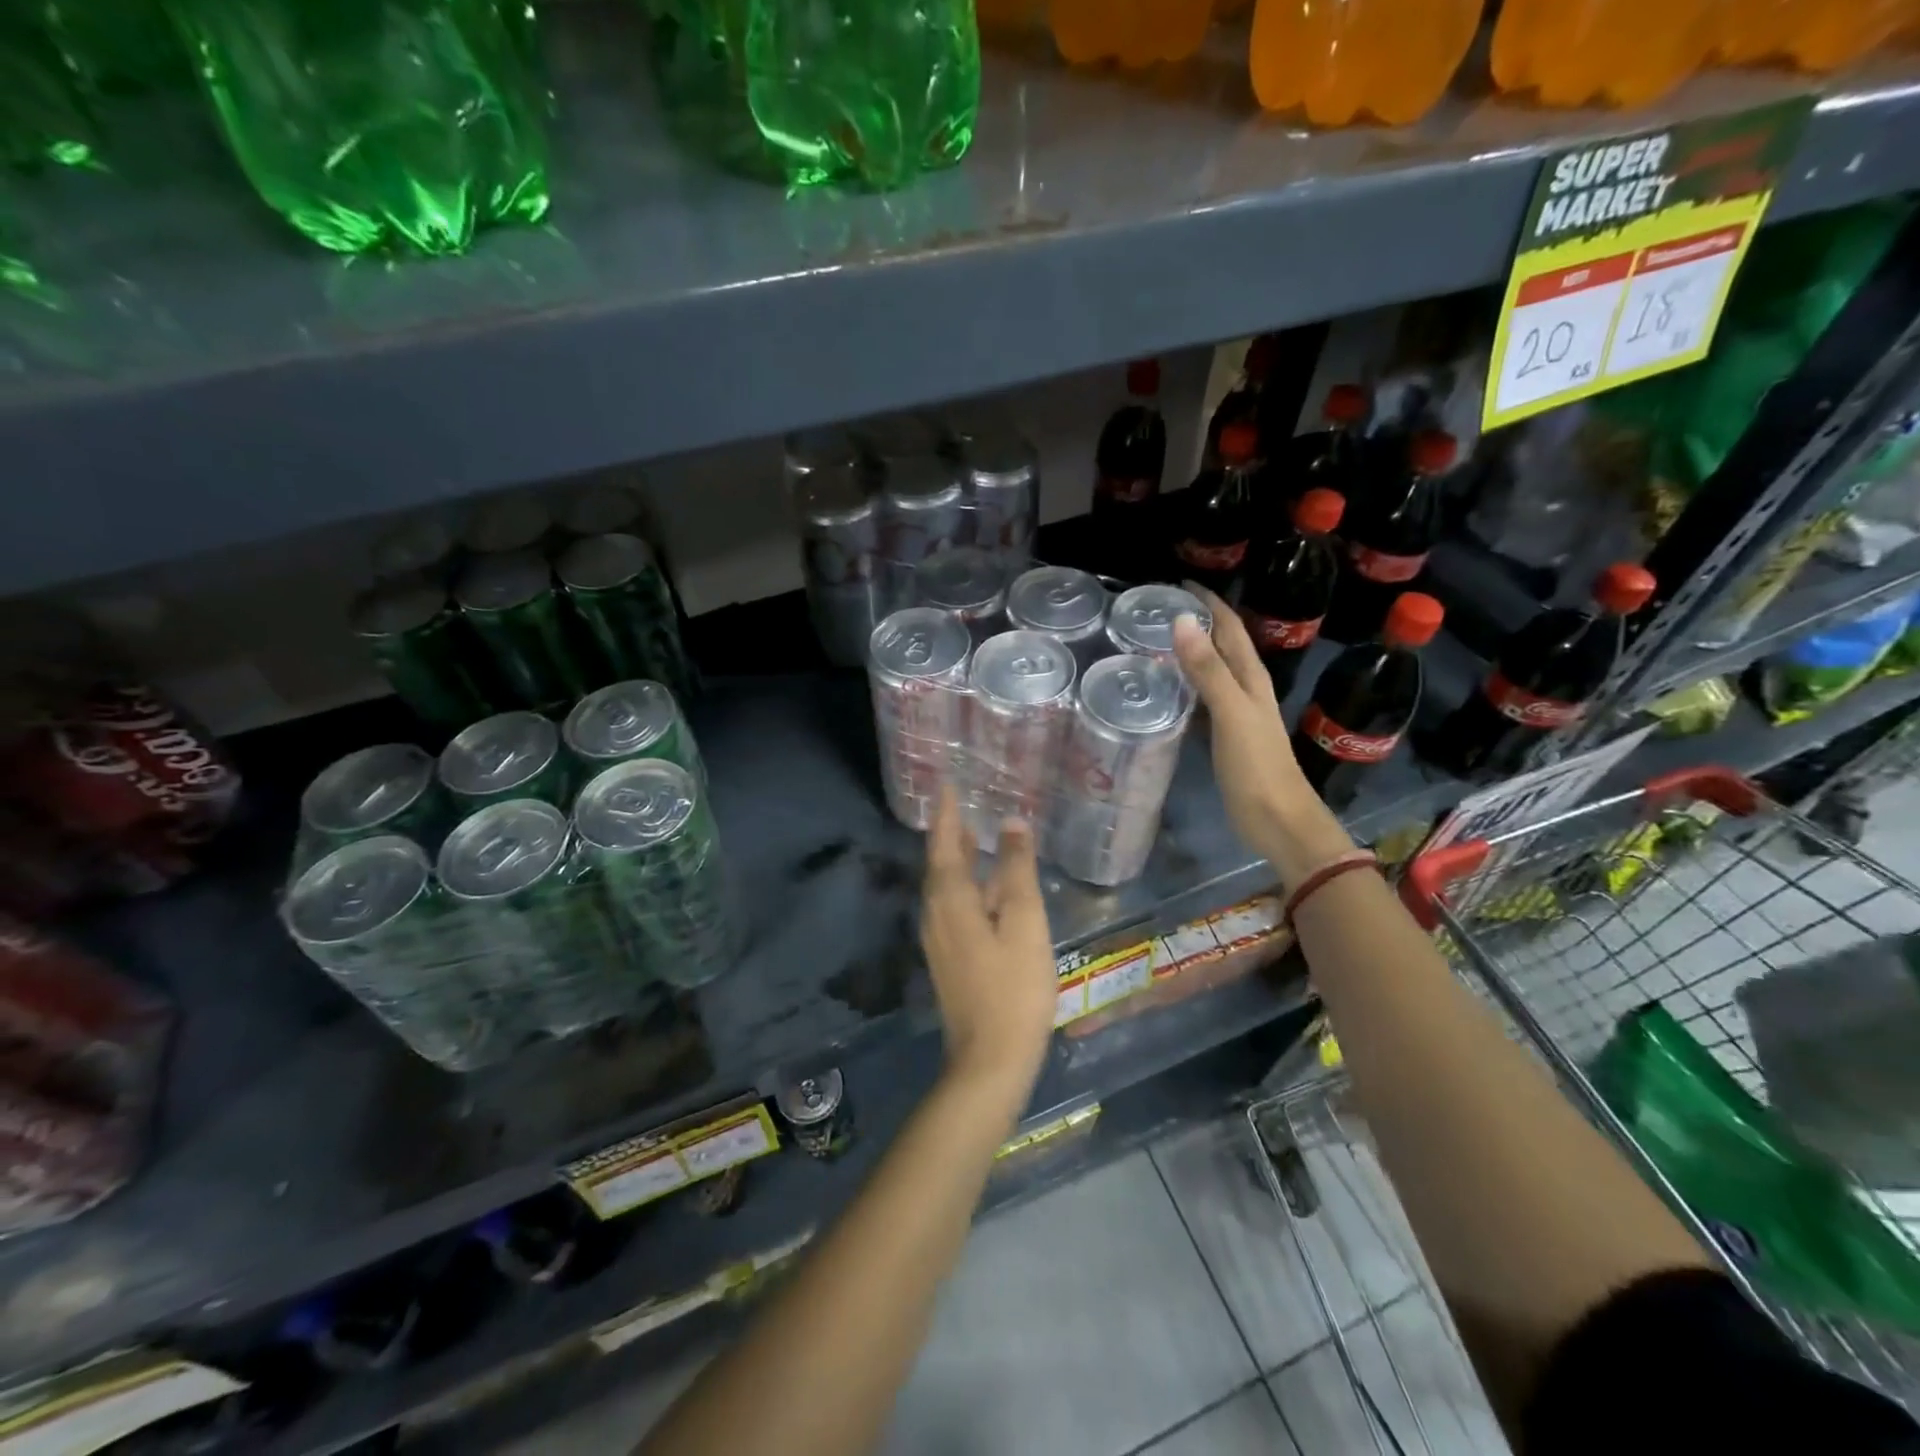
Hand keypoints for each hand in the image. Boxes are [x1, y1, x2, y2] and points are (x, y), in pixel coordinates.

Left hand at [920, 787, 1057, 1097]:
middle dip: (950, 833)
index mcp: (950, 899)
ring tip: (974, 837)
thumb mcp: (1024, 921)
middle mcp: (935, 914)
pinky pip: (952, 906)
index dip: (947, 812)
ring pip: (945, 887)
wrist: (989, 1060)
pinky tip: (985, 890)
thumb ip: (1017, 869)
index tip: (949, 784)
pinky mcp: (949, 959)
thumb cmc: (1013, 987)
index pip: (945, 842)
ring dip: (957, 859)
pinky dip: (965, 885)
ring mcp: (939, 940)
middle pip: (940, 863)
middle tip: (964, 806)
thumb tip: (1011, 822)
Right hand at [1171, 585, 1356, 891]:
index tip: (1176, 584)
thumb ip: (1208, 671)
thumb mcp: (1232, 714)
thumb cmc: (1257, 767)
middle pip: (1221, 645)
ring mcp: (1236, 714)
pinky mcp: (1224, 737)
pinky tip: (1165, 690)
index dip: (1208, 603)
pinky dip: (1185, 686)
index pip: (1229, 628)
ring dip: (1190, 652)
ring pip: (1211, 671)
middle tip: (1156, 609)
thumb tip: (1181, 621)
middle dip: (1196, 622)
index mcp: (1251, 678)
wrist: (1278, 821)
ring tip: (1154, 641)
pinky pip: (1202, 700)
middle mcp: (1246, 689)